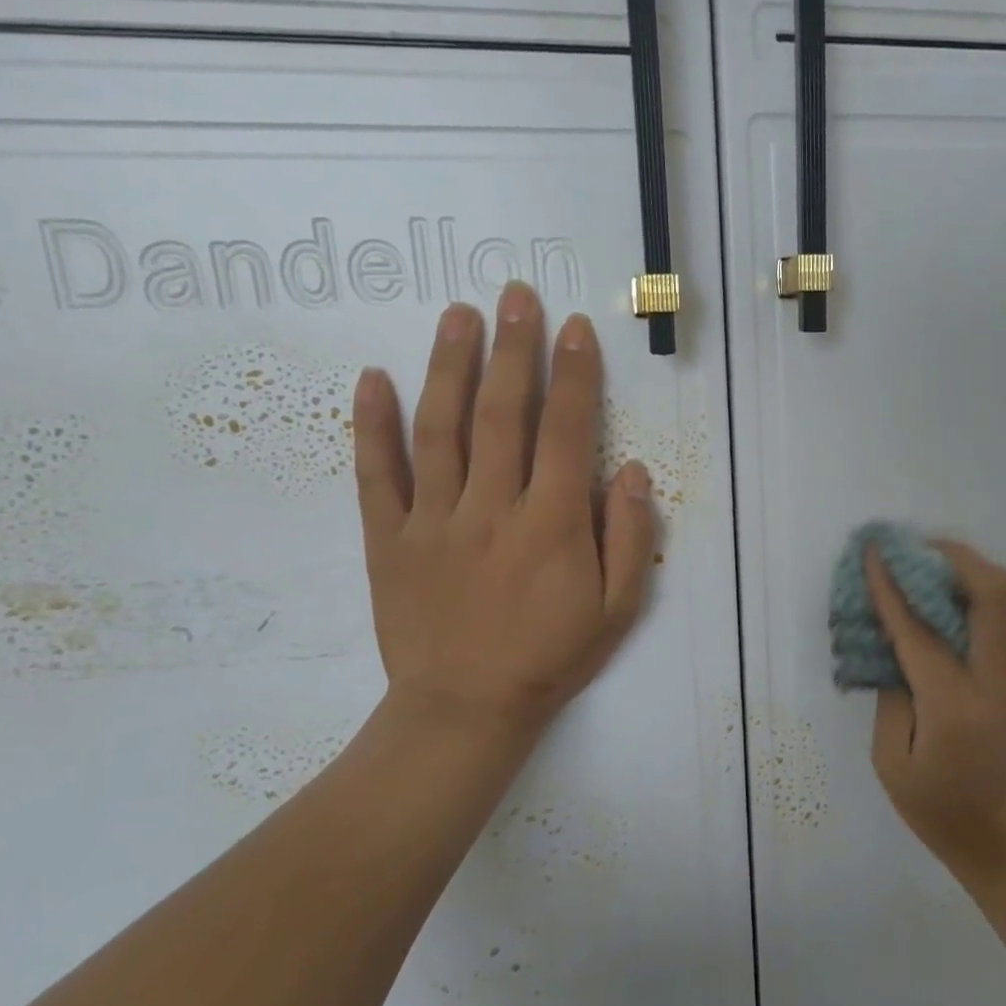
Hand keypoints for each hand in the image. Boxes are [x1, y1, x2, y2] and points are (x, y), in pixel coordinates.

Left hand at [351, 281, 656, 760]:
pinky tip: (374, 378)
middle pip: (503, 414)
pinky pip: (376, 475)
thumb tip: (633, 471)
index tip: (575, 330)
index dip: (574, 376)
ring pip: (440, 429)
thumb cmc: (551, 657)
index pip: (566, 432)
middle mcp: (493, 508)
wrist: (467, 709)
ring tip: (459, 315)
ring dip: (450, 366)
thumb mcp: (617, 609)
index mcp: (552, 524)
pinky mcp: (388, 539)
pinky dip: (372, 425)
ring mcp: (433, 520)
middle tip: (516, 296)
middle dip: (514, 349)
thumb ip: (631, 538)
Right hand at [864, 541, 1005, 883]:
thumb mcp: (893, 765)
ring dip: (982, 568)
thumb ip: (890, 699)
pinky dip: (1000, 589)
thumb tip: (893, 650)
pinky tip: (969, 593)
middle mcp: (1000, 682)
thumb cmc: (945, 814)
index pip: (920, 630)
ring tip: (943, 563)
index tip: (874, 553)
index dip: (892, 587)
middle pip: (993, 594)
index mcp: (956, 706)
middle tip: (916, 548)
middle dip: (953, 558)